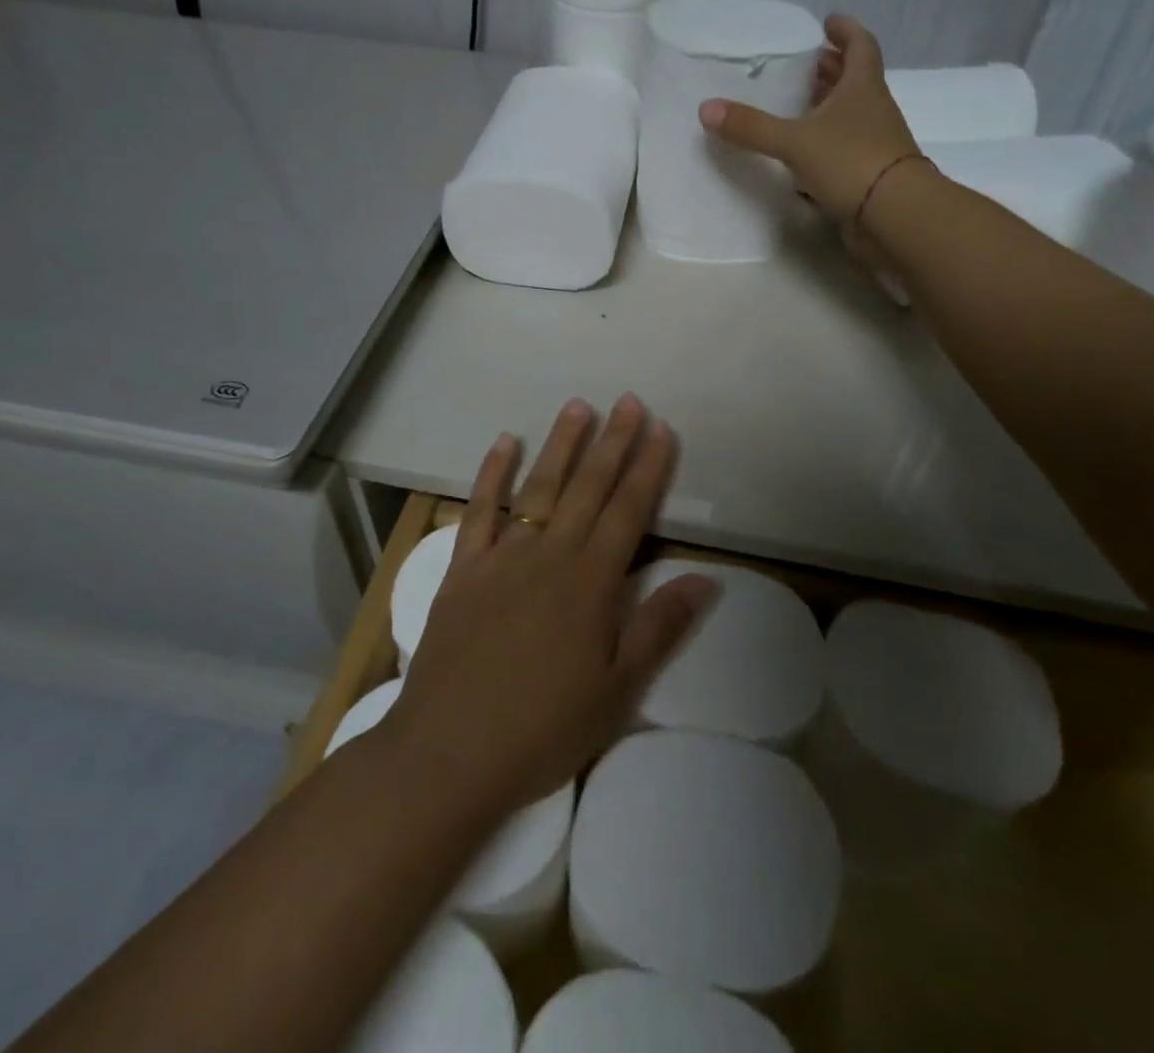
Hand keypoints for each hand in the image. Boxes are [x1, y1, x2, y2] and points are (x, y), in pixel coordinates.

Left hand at [388, 396, 718, 813]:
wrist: (447, 753)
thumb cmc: (542, 728)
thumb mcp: (616, 689)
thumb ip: (659, 626)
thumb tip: (705, 578)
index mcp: (590, 582)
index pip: (628, 511)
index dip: (648, 468)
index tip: (661, 429)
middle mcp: (549, 555)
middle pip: (588, 487)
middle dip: (612, 442)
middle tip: (628, 400)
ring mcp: (502, 557)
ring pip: (539, 488)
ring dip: (561, 445)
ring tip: (578, 406)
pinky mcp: (463, 570)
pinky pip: (479, 511)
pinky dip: (492, 474)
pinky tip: (504, 443)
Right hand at [698, 14, 917, 220]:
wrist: (895, 216)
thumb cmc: (851, 162)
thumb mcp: (795, 141)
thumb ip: (752, 127)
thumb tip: (706, 108)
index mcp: (862, 87)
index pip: (860, 46)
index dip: (845, 31)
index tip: (827, 22)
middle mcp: (873, 110)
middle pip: (854, 80)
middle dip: (831, 69)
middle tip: (805, 64)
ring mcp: (874, 144)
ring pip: (850, 116)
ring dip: (828, 107)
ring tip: (797, 106)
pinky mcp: (868, 175)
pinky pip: (844, 150)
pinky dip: (825, 145)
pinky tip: (802, 154)